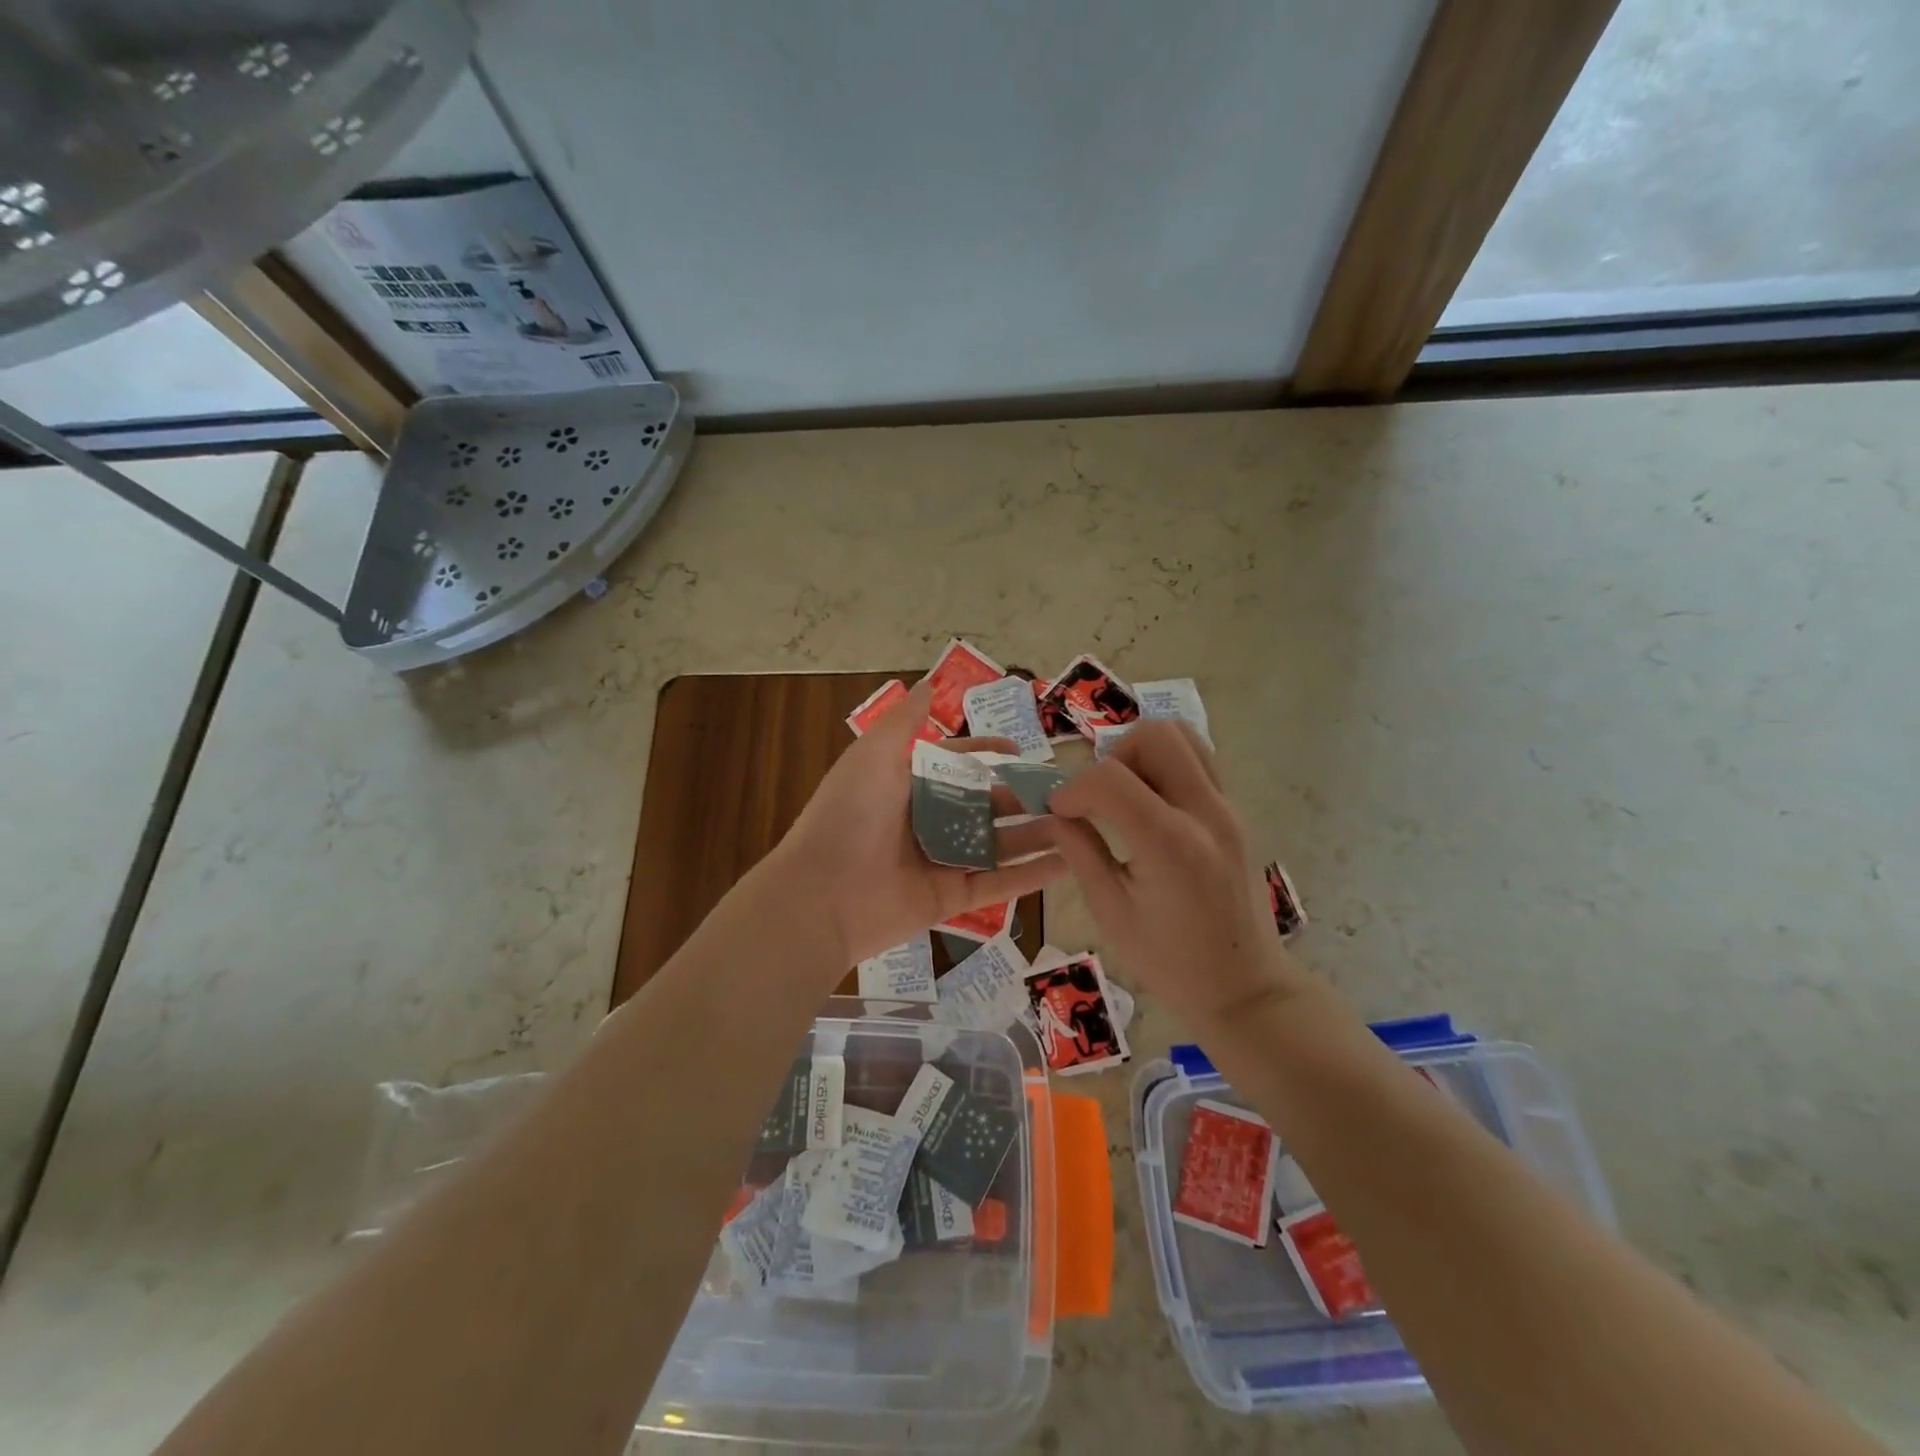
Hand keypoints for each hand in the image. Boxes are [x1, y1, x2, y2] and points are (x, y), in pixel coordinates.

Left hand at [774, 680, 1066, 965]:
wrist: (819, 896)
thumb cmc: (847, 816)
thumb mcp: (872, 756)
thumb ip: (904, 722)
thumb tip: (927, 684)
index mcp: (906, 786)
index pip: (954, 763)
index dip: (985, 752)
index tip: (1020, 748)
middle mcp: (925, 821)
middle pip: (983, 805)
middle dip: (1021, 797)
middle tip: (1066, 792)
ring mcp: (940, 862)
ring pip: (997, 845)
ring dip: (1036, 835)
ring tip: (1080, 824)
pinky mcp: (950, 899)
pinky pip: (997, 884)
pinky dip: (1031, 876)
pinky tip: (1069, 864)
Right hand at [1046, 721, 1313, 1025]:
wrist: (1245, 989)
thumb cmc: (1171, 963)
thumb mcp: (1111, 912)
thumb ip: (1080, 852)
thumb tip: (1054, 815)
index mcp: (1170, 843)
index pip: (1110, 777)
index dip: (1073, 788)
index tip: (1058, 812)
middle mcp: (1206, 812)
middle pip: (1155, 735)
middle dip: (1113, 757)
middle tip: (1098, 797)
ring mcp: (1228, 808)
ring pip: (1183, 737)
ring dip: (1142, 754)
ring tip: (1124, 797)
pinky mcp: (1235, 813)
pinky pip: (1197, 762)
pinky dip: (1165, 768)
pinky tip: (1149, 809)